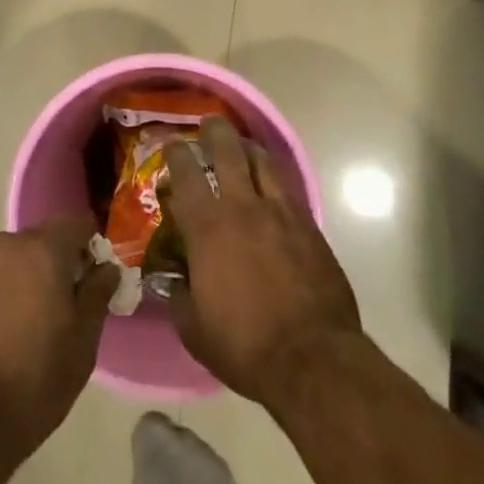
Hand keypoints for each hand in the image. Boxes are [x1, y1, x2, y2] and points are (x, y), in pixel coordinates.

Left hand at [0, 219, 117, 462]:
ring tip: (12, 331)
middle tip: (53, 313)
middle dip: (48, 267)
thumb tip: (106, 268)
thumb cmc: (30, 387)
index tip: (89, 279)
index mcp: (42, 252)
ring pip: (1, 263)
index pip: (74, 224)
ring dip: (12, 283)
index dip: (87, 247)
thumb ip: (97, 296)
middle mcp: (2, 247)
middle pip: (35, 243)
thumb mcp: (81, 348)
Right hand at [163, 116, 362, 411]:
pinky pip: (287, 189)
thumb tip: (174, 278)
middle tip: (209, 124)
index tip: (171, 145)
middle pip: (228, 150)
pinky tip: (270, 187)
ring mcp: (280, 212)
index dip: (176, 153)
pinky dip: (273, 180)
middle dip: (215, 131)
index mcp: (207, 227)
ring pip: (262, 161)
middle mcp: (242, 207)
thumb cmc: (244, 346)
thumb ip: (179, 294)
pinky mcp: (309, 225)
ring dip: (248, 148)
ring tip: (242, 146)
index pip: (186, 173)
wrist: (312, 359)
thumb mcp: (194, 328)